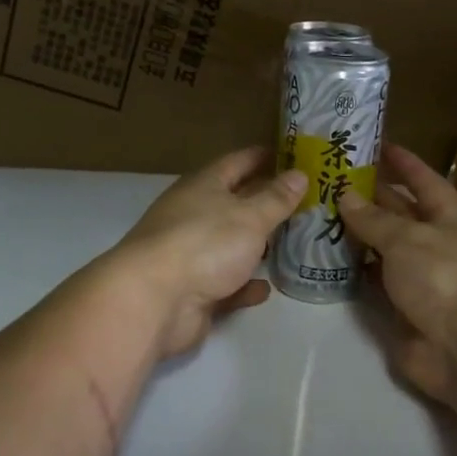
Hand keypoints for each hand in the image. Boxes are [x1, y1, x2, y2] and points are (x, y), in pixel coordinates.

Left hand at [106, 147, 306, 357]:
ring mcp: (190, 256)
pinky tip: (265, 288)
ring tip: (289, 243)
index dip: (262, 157)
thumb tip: (299, 174)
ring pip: (229, 246)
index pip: (236, 162)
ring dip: (255, 245)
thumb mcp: (249, 216)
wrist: (154, 301)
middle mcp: (193, 216)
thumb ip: (276, 198)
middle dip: (264, 201)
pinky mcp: (193, 292)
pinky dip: (243, 285)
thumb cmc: (204, 244)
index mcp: (202, 187)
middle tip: (302, 200)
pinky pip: (225, 285)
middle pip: (233, 203)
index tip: (290, 154)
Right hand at [339, 144, 456, 405]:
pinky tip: (326, 257)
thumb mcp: (409, 239)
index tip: (380, 145)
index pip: (427, 182)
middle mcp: (436, 246)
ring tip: (319, 213)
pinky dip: (354, 272)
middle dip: (372, 197)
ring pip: (384, 250)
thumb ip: (375, 219)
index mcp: (450, 220)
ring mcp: (419, 280)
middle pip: (402, 215)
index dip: (406, 164)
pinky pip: (373, 284)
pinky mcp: (402, 311)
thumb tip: (346, 193)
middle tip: (332, 178)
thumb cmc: (447, 278)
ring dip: (357, 235)